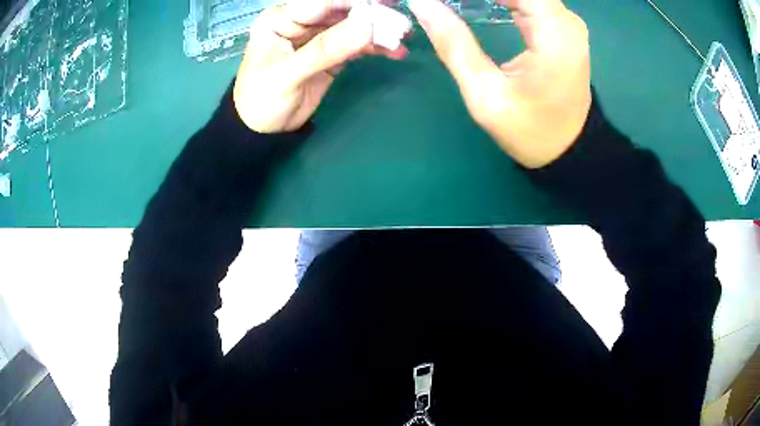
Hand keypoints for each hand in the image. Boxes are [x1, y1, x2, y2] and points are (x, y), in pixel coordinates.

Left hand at [234, 0, 409, 133]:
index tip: (383, 3)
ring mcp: (317, 38)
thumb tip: (367, 28)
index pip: (320, 3)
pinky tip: (395, 52)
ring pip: (352, 27)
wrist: (263, 131)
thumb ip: (324, 50)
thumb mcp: (288, 75)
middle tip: (400, 20)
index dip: (351, 1)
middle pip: (340, 11)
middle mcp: (300, 24)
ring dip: (377, 32)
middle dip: (371, 14)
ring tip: (403, 37)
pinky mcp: (330, 54)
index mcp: (281, 21)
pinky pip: (356, 46)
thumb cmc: (262, 101)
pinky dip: (375, 48)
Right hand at [408, 0, 591, 167]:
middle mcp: (565, 20)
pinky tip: (475, 4)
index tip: (446, 1)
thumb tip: (421, 4)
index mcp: (555, 32)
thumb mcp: (486, 94)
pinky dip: (500, 0)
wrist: (568, 149)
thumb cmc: (530, 129)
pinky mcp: (560, 28)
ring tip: (456, 5)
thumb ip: (453, 44)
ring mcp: (565, 22)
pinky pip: (526, 0)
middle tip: (443, 5)